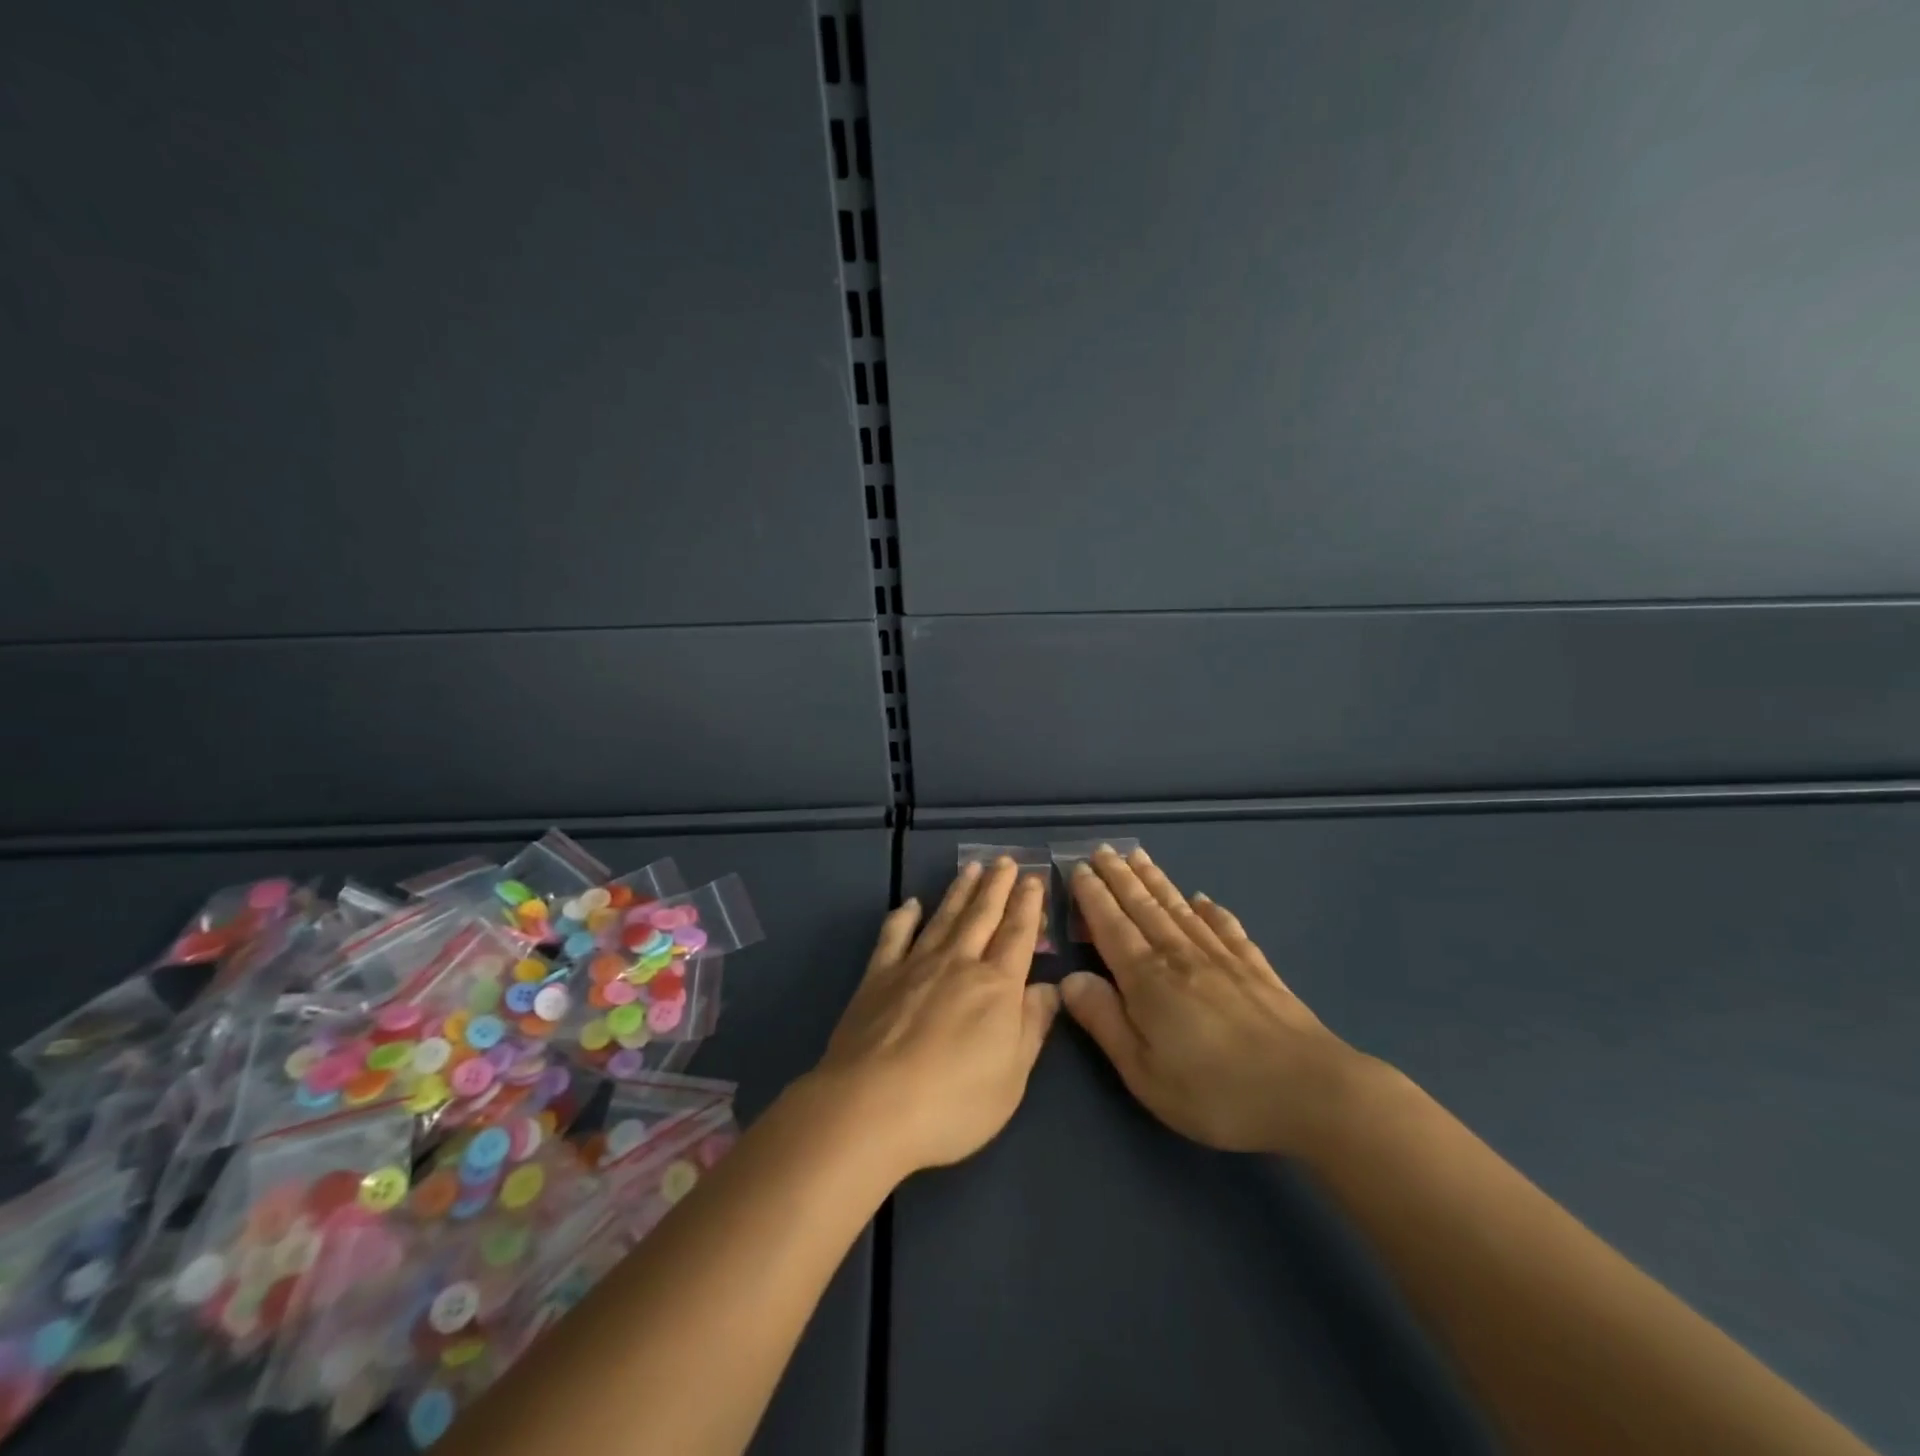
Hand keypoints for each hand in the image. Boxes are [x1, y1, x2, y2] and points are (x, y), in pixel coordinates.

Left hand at [810, 857, 1060, 1178]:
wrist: (871, 1108)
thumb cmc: (954, 1103)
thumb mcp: (1012, 1076)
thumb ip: (1032, 1027)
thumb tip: (1050, 988)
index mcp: (996, 987)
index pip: (1018, 935)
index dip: (1028, 906)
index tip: (1033, 878)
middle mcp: (958, 964)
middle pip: (982, 916)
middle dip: (997, 887)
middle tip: (1006, 860)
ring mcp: (914, 966)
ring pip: (944, 918)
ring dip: (959, 891)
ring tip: (972, 868)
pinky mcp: (877, 977)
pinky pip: (893, 937)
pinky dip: (903, 917)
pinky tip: (911, 904)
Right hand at [1060, 845, 1368, 1155]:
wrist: (1309, 1092)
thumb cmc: (1215, 1092)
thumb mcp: (1144, 1071)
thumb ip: (1104, 1021)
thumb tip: (1068, 979)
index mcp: (1148, 979)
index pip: (1111, 926)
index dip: (1093, 896)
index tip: (1078, 867)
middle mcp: (1181, 956)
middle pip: (1144, 907)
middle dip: (1119, 876)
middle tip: (1102, 849)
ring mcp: (1222, 959)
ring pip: (1179, 909)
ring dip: (1156, 881)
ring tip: (1139, 856)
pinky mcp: (1257, 970)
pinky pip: (1227, 929)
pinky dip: (1212, 911)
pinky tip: (1204, 900)